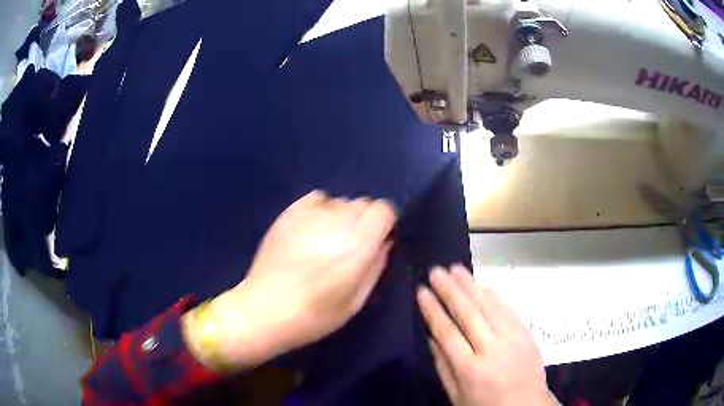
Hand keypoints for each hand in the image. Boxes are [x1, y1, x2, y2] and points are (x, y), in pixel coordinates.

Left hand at [184, 190, 395, 368]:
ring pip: (341, 201)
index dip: (385, 223)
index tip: (380, 239)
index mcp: (357, 245)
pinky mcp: (289, 213)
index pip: (383, 209)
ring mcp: (309, 214)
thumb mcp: (356, 302)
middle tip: (352, 247)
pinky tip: (313, 228)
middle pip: (363, 203)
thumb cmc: (314, 316)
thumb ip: (375, 266)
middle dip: (365, 222)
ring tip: (328, 241)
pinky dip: (322, 209)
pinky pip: (317, 198)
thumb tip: (384, 243)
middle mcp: (336, 221)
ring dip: (343, 217)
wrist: (263, 311)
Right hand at [417, 265, 557, 405]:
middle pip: (468, 313)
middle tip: (436, 271)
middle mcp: (492, 349)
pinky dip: (492, 294)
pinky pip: (507, 308)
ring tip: (455, 268)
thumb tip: (430, 336)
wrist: (526, 405)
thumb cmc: (486, 405)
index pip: (447, 332)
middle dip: (450, 290)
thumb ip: (442, 366)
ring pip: (489, 305)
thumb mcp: (456, 395)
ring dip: (470, 285)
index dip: (433, 310)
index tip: (422, 291)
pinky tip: (481, 283)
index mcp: (470, 369)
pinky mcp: (526, 332)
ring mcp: (512, 338)